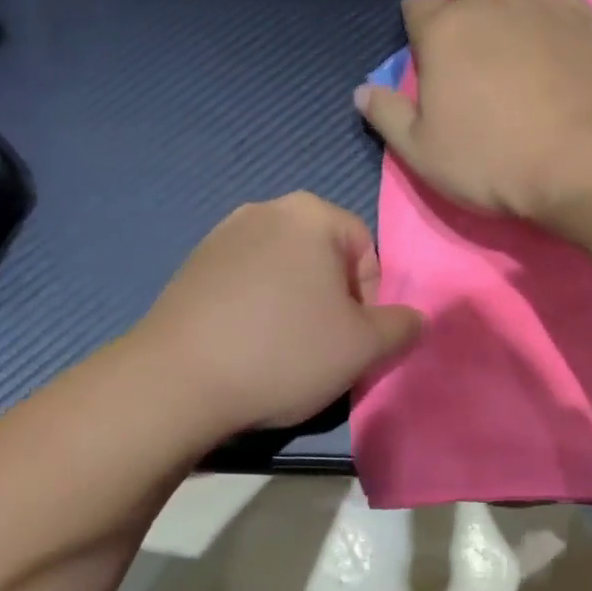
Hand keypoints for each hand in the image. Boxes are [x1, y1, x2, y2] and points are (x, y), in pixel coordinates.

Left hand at [138, 193, 422, 431]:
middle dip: (332, 301)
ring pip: (284, 271)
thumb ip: (402, 326)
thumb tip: (415, 318)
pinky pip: (246, 282)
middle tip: (321, 347)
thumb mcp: (363, 347)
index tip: (351, 339)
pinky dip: (257, 309)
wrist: (177, 380)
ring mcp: (222, 234)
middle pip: (324, 258)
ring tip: (282, 351)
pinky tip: (246, 347)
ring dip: (295, 306)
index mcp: (311, 214)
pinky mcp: (192, 265)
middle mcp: (265, 210)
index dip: (370, 300)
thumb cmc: (284, 352)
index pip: (367, 250)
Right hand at [355, 0, 591, 220]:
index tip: (422, 51)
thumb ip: (387, 116)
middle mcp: (490, 2)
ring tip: (506, 23)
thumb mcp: (422, 152)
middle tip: (460, 18)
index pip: (415, 4)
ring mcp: (540, 4)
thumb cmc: (492, 159)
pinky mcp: (583, 18)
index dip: (414, 25)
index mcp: (444, 30)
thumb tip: (362, 91)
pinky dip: (547, 9)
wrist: (583, 160)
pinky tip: (549, 39)